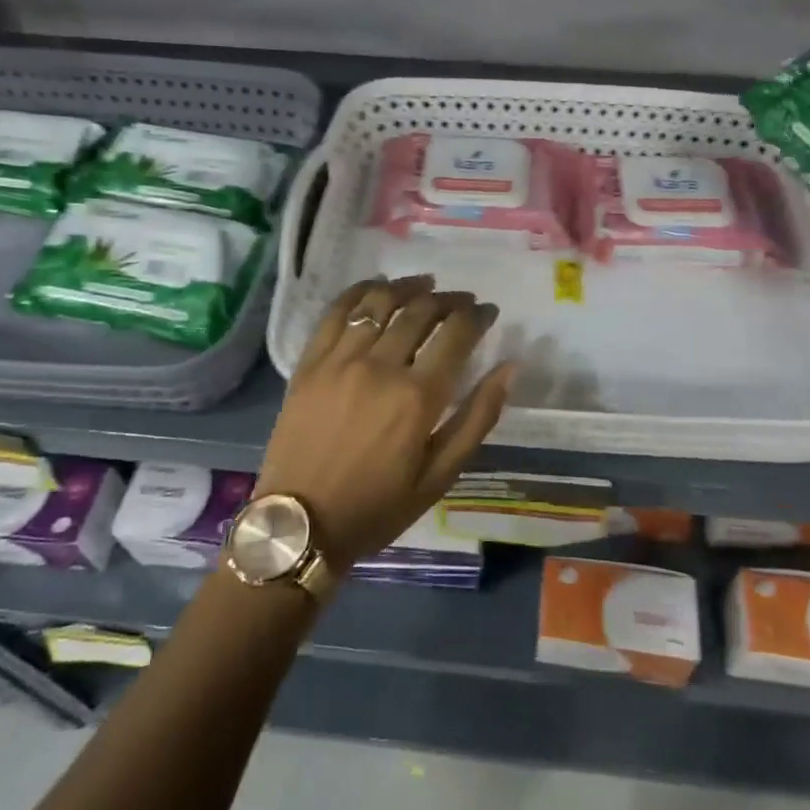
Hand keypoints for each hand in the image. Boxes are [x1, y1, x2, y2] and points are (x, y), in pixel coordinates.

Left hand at [256, 275, 513, 571]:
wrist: (300, 525)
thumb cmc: (377, 506)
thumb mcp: (440, 476)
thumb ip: (477, 418)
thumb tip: (509, 368)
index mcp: (418, 396)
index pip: (456, 334)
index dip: (478, 316)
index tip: (488, 311)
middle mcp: (381, 366)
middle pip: (421, 311)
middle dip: (449, 299)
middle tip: (462, 300)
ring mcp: (340, 359)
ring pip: (381, 303)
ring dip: (409, 287)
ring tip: (425, 284)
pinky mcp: (310, 361)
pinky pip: (336, 311)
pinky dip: (360, 291)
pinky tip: (377, 287)